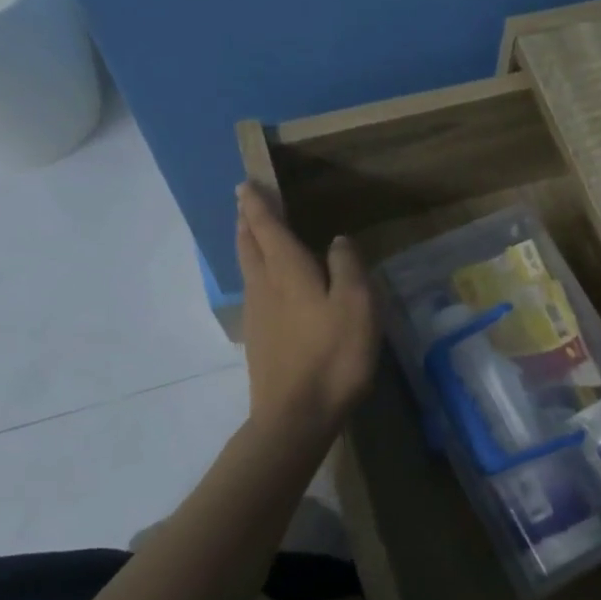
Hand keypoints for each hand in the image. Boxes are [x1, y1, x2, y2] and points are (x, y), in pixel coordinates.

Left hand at [236, 182, 379, 438]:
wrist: (296, 415)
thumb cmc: (333, 355)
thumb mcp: (356, 305)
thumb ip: (347, 267)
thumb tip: (337, 241)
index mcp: (288, 272)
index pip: (267, 228)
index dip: (257, 204)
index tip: (246, 184)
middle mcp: (265, 286)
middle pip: (249, 245)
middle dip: (247, 221)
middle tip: (244, 202)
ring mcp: (258, 315)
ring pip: (247, 268)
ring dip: (247, 244)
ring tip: (251, 232)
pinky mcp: (259, 339)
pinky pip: (253, 290)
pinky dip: (255, 272)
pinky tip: (266, 283)